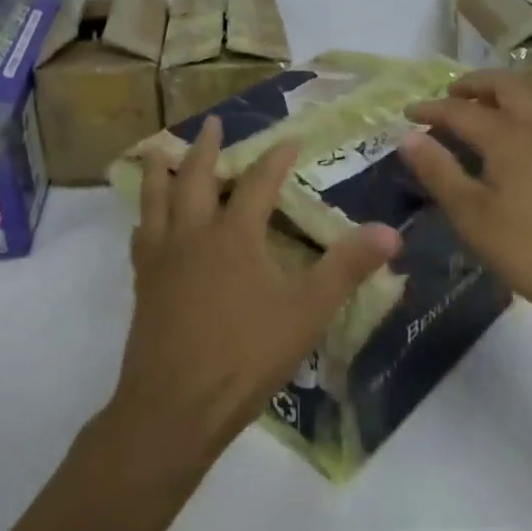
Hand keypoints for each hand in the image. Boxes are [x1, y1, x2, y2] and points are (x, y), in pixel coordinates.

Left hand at [109, 116, 400, 472]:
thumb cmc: (244, 356)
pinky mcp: (143, 284)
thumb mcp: (307, 312)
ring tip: (158, 150)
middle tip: (212, 123)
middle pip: (196, 177)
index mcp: (233, 234)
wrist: (173, 407)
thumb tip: (390, 232)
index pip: (258, 182)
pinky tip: (145, 223)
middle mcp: (193, 234)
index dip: (276, 158)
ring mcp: (161, 258)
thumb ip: (346, 268)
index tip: (291, 138)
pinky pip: (140, 236)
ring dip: (161, 171)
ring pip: (157, 199)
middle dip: (206, 147)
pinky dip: (145, 218)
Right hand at [401, 70, 531, 334]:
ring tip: (479, 110)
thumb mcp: (470, 214)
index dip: (430, 109)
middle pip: (504, 85)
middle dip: (473, 85)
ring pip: (531, 95)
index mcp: (509, 135)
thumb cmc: (527, 249)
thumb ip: (438, 170)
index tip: (406, 113)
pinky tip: (513, 138)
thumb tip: (408, 136)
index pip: (460, 110)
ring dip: (501, 93)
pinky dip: (521, 109)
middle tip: (448, 97)